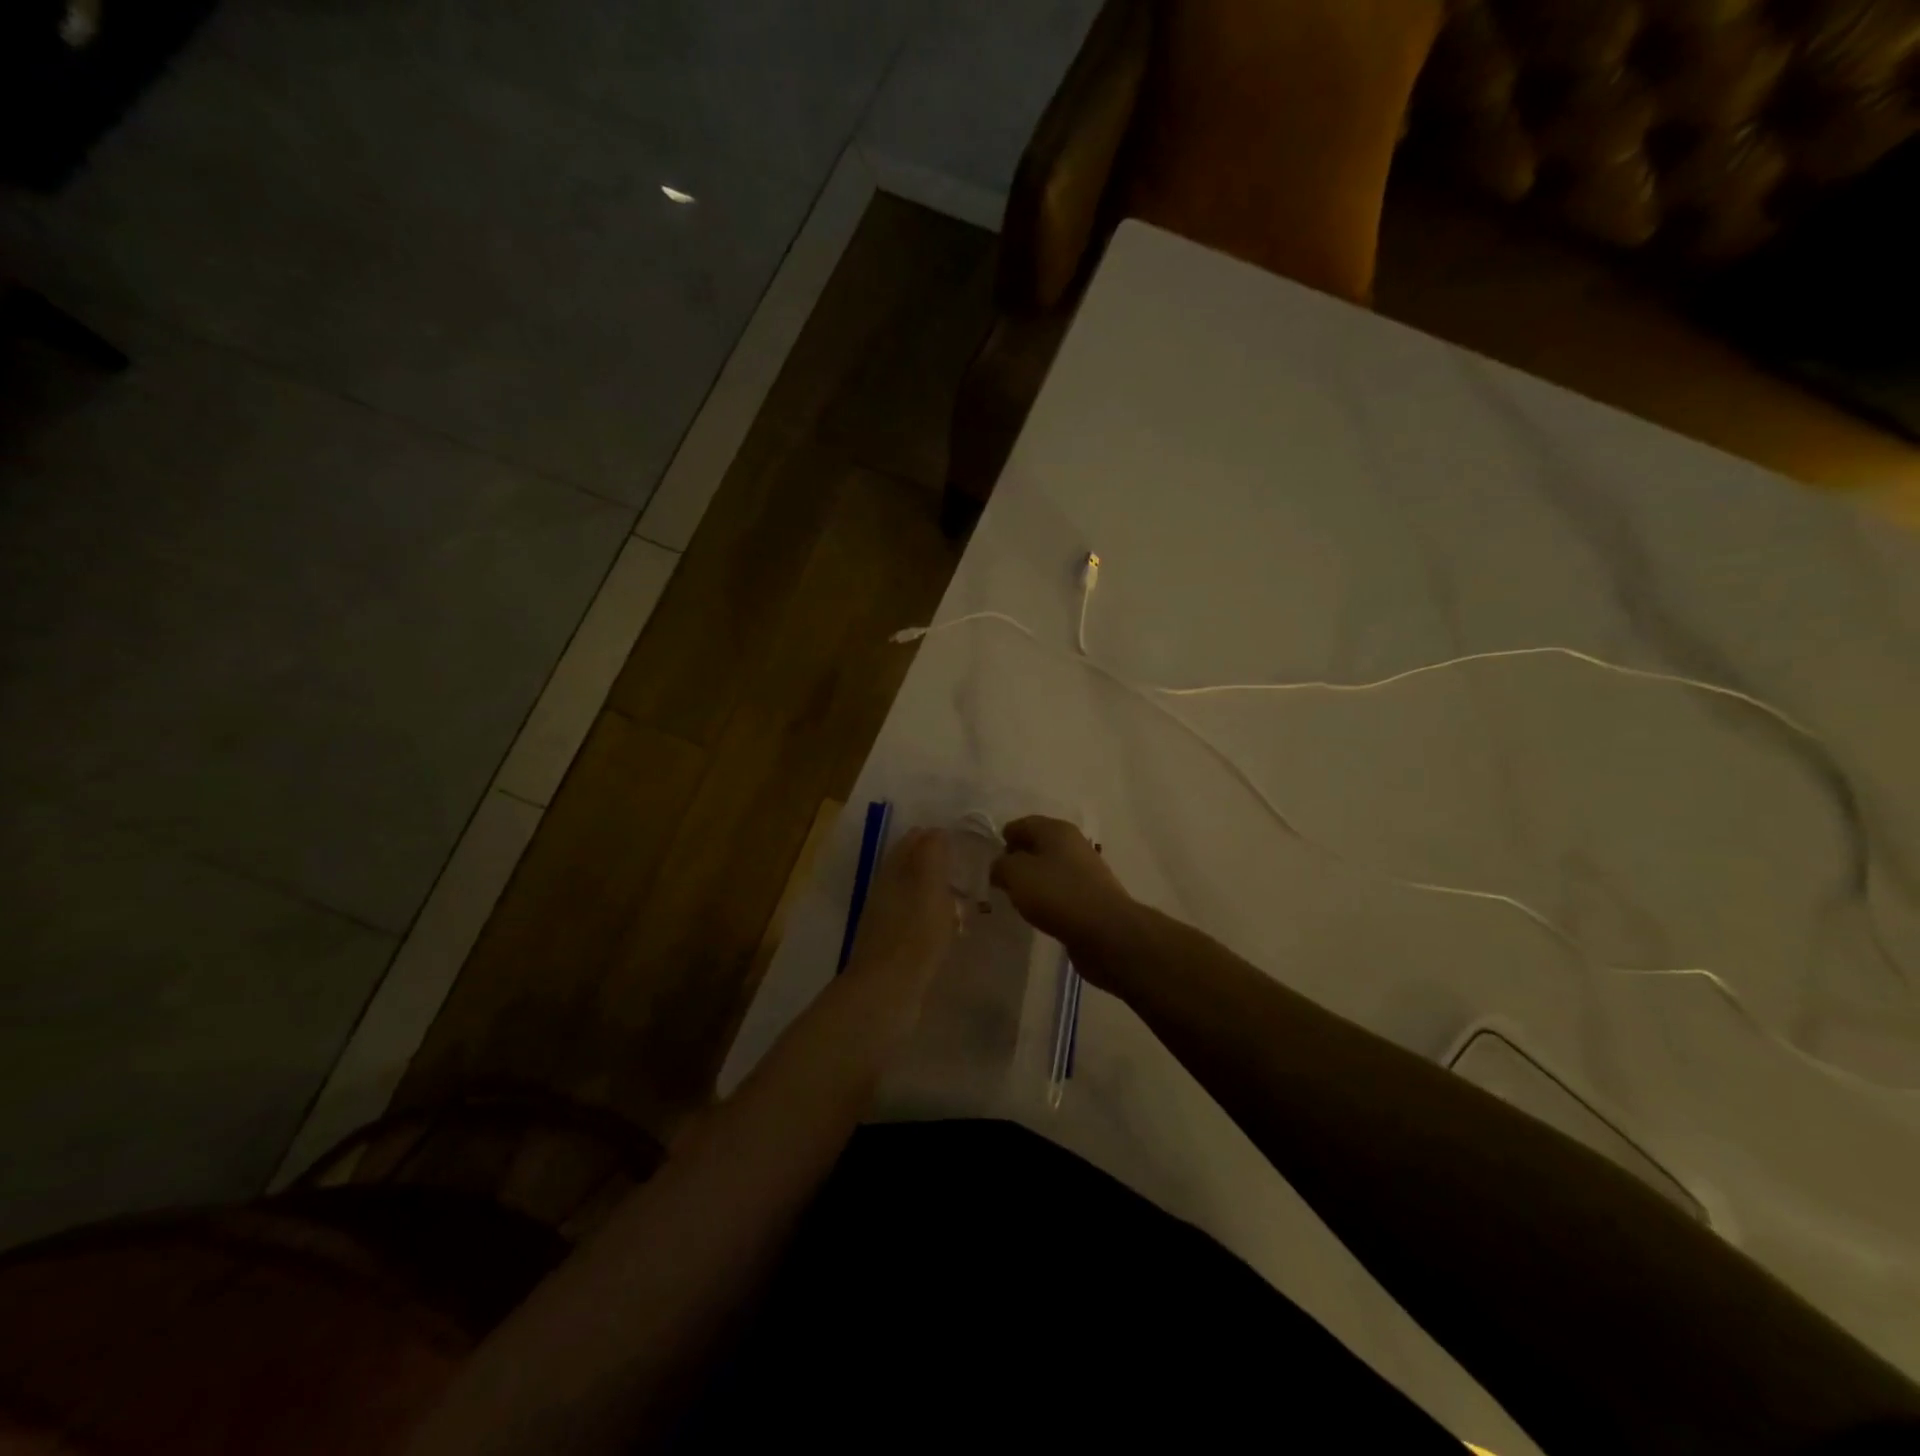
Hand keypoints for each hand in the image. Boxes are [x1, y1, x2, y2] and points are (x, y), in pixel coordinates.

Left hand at [845, 827, 957, 984]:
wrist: (886, 993)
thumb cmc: (913, 934)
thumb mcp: (928, 886)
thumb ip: (931, 855)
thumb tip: (935, 831)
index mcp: (892, 873)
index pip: (912, 843)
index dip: (933, 837)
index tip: (960, 839)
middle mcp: (885, 892)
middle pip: (910, 869)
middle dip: (934, 863)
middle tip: (965, 866)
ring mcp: (887, 922)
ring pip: (914, 896)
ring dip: (936, 893)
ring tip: (964, 897)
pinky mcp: (893, 950)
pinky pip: (917, 923)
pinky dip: (934, 919)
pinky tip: (950, 929)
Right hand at [990, 816, 1136, 961]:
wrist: (1106, 931)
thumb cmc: (1057, 894)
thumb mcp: (1017, 874)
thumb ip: (1001, 865)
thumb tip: (1000, 866)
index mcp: (1056, 829)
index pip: (1023, 824)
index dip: (1004, 838)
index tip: (990, 859)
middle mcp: (1073, 843)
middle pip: (1038, 845)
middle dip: (1018, 859)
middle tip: (1000, 879)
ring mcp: (1086, 870)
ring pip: (1050, 868)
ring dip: (1033, 879)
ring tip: (1017, 897)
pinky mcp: (1092, 895)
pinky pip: (1062, 889)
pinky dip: (1048, 896)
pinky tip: (1039, 911)